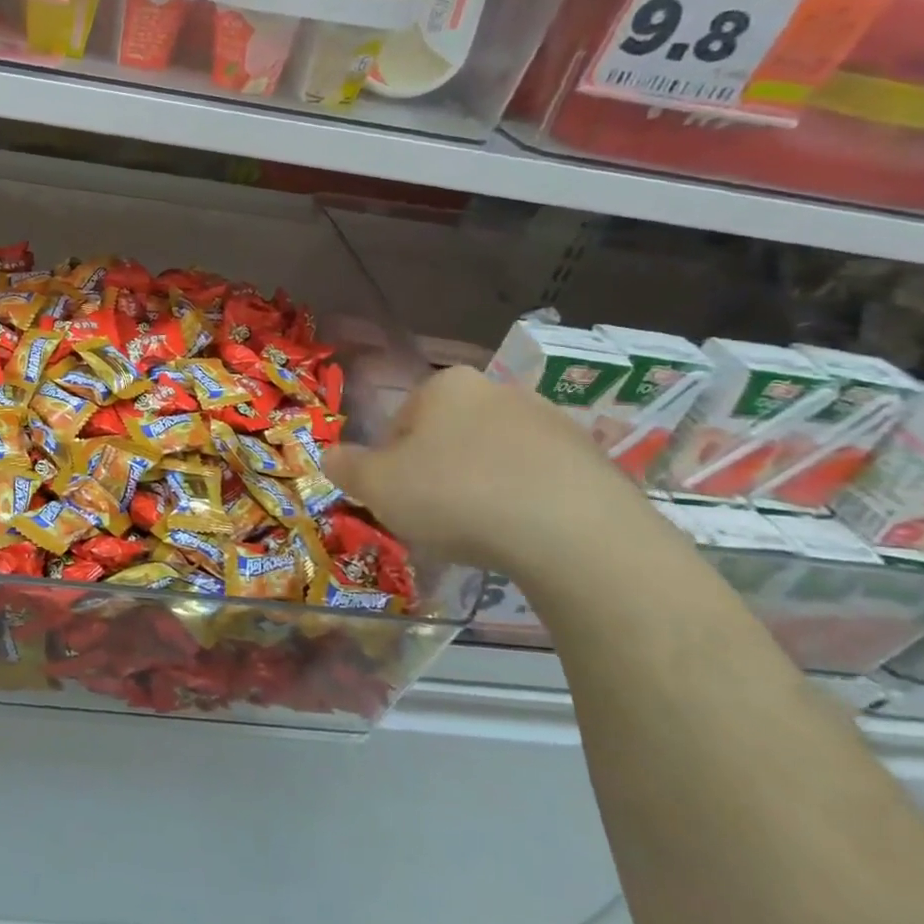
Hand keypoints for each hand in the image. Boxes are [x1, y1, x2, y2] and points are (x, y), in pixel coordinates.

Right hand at [322, 366, 672, 588]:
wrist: (574, 533)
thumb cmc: (456, 495)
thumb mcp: (377, 486)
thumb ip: (347, 467)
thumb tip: (329, 455)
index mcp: (446, 386)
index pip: (401, 420)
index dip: (391, 461)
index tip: (397, 497)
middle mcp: (500, 391)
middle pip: (450, 435)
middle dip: (438, 470)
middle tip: (433, 516)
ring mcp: (553, 423)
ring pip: (496, 456)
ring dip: (482, 486)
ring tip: (480, 533)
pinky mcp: (594, 461)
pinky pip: (540, 481)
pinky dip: (525, 503)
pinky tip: (521, 537)